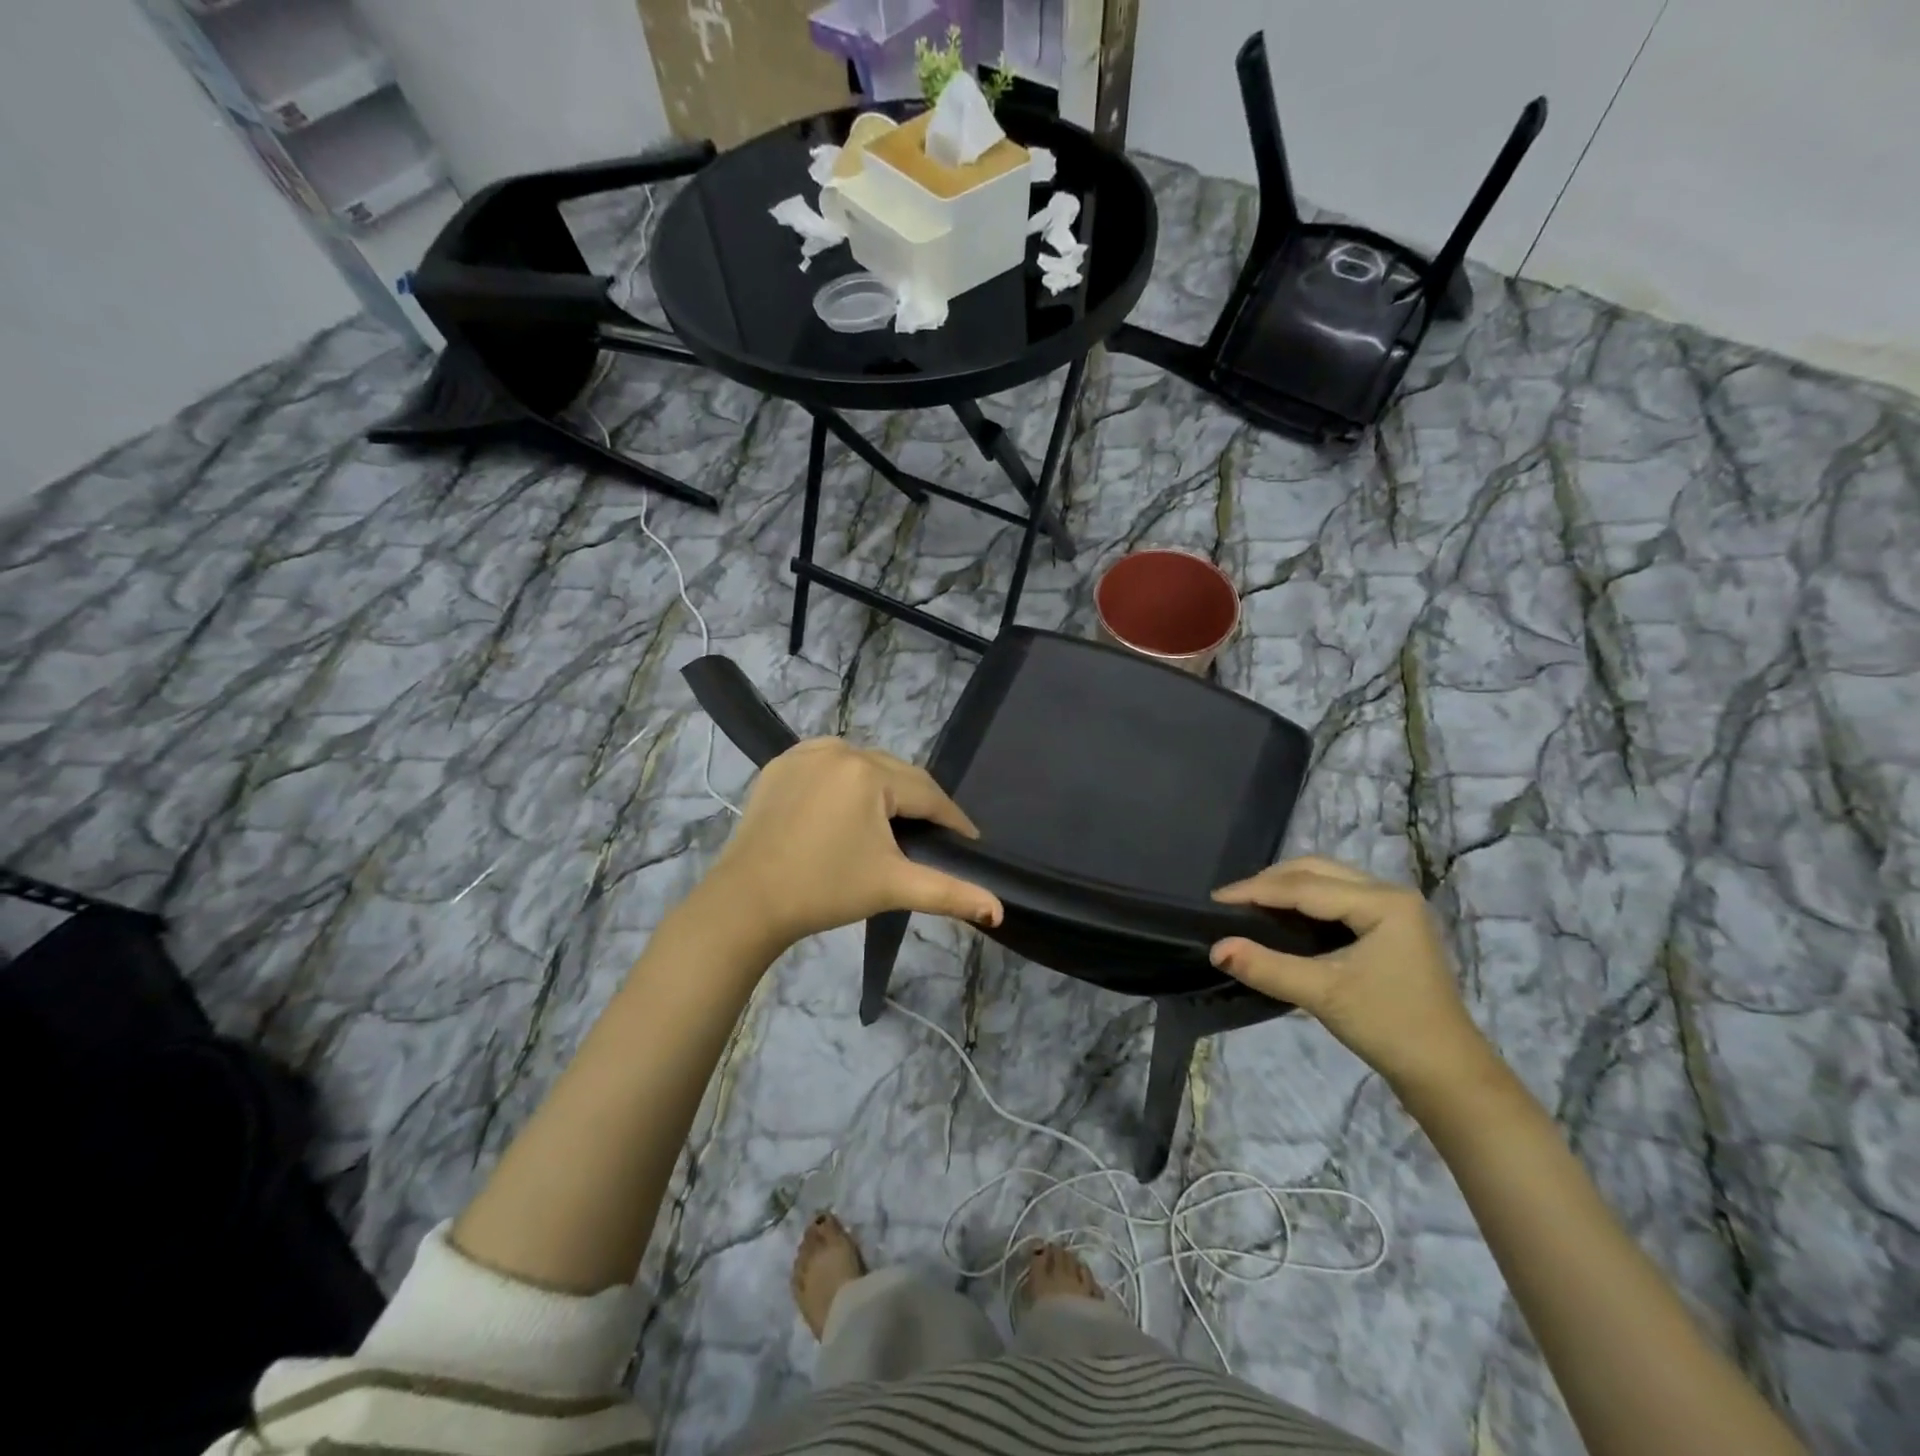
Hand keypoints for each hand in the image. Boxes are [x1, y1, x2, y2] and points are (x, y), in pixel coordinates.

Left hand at [710, 738, 1002, 947]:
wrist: (747, 901)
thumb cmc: (825, 890)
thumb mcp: (892, 886)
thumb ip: (949, 893)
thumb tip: (998, 909)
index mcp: (869, 772)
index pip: (927, 793)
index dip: (952, 819)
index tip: (969, 841)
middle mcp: (840, 749)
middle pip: (897, 774)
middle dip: (919, 803)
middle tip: (934, 835)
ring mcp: (805, 752)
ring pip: (864, 765)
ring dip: (884, 787)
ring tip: (895, 821)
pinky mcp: (780, 763)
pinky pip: (830, 763)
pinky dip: (847, 779)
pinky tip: (851, 804)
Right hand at [1210, 857, 1494, 1093]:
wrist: (1447, 1074)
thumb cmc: (1390, 1027)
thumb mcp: (1323, 994)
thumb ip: (1266, 967)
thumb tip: (1215, 948)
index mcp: (1383, 902)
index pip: (1304, 886)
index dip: (1256, 890)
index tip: (1215, 900)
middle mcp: (1391, 893)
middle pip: (1317, 870)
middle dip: (1270, 882)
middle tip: (1231, 901)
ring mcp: (1394, 909)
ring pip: (1327, 880)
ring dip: (1287, 888)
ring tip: (1250, 905)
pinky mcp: (1391, 927)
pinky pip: (1337, 897)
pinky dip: (1304, 901)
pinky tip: (1282, 917)